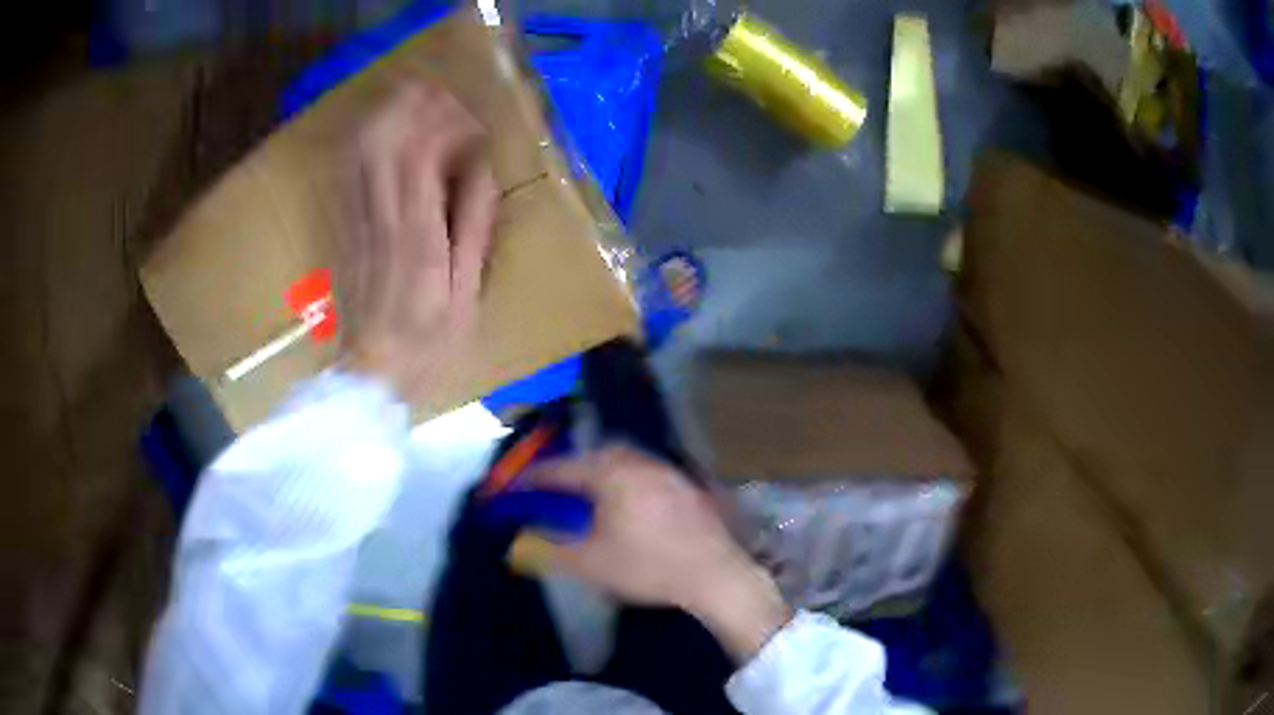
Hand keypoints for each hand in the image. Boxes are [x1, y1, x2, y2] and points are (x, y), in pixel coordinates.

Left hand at [338, 81, 497, 403]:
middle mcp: (380, 220)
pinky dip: (367, 142)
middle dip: (410, 105)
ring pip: (361, 150)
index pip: (421, 155)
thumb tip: (482, 171)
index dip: (444, 123)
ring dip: (387, 116)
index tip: (471, 121)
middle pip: (383, 140)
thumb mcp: (468, 292)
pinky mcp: (344, 229)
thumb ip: (474, 227)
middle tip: (440, 95)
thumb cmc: (430, 343)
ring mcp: (355, 222)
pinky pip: (349, 172)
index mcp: (417, 236)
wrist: (373, 374)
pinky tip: (384, 133)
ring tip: (415, 102)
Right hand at [527, 447, 791, 659]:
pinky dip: (628, 481)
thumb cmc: (648, 566)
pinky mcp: (689, 486)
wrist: (716, 574)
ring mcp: (669, 471)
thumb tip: (518, 545)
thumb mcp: (591, 563)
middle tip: (556, 489)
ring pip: (625, 461)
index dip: (535, 478)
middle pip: (596, 455)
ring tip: (590, 497)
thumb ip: (549, 550)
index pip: (562, 469)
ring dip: (602, 472)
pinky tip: (630, 505)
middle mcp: (640, 462)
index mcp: (611, 473)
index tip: (515, 487)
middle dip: (572, 469)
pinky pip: (647, 472)